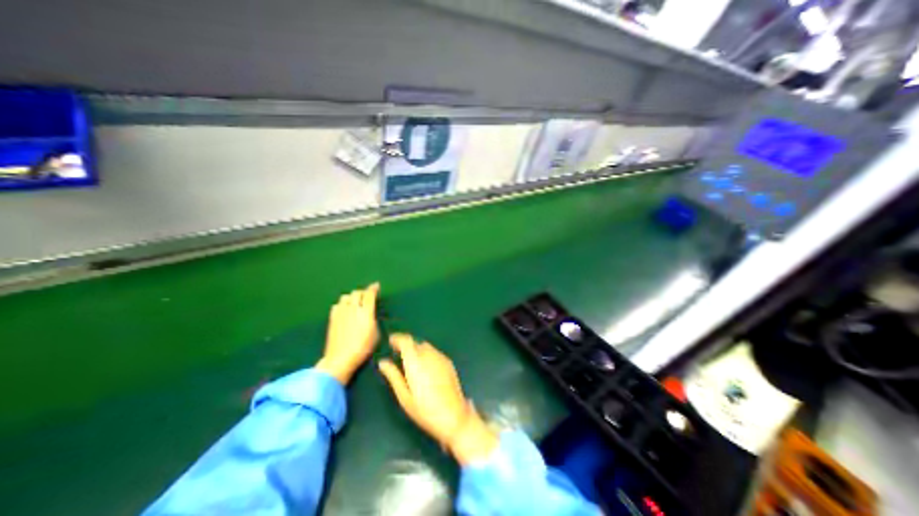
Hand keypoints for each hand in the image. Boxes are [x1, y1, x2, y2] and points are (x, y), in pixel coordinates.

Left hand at [317, 283, 380, 385]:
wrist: (340, 358)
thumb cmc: (363, 347)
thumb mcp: (376, 334)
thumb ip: (373, 319)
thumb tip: (370, 314)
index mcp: (365, 312)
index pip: (369, 294)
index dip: (373, 288)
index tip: (376, 286)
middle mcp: (352, 308)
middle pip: (357, 293)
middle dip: (363, 292)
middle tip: (367, 296)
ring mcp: (341, 313)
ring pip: (346, 297)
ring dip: (352, 297)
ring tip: (355, 302)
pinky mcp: (332, 318)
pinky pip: (337, 305)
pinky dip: (342, 304)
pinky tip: (345, 310)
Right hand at [379, 332, 499, 464]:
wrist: (454, 415)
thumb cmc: (425, 410)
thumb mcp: (404, 396)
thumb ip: (393, 376)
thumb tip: (382, 362)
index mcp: (416, 361)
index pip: (406, 341)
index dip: (398, 338)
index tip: (390, 341)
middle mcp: (429, 355)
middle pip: (415, 342)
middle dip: (406, 346)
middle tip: (398, 354)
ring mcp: (440, 357)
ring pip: (425, 346)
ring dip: (417, 350)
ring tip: (411, 362)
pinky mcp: (448, 362)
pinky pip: (434, 352)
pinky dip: (427, 354)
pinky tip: (425, 368)